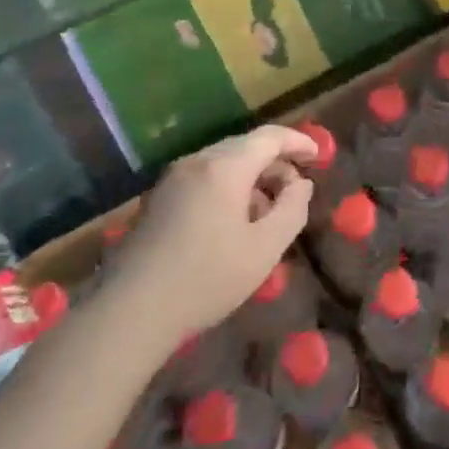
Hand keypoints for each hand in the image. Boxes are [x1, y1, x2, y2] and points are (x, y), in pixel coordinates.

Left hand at [100, 125, 318, 349]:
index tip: (318, 157)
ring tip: (268, 211)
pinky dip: (228, 186)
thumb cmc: (207, 278)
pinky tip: (234, 221)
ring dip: (252, 176)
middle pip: (245, 146)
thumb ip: (292, 208)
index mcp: (225, 168)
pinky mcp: (158, 199)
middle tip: (296, 190)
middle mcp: (197, 162)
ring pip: (223, 162)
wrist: (130, 312)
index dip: (298, 142)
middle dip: (275, 162)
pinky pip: (204, 178)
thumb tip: (301, 184)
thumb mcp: (265, 248)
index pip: (270, 137)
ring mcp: (173, 179)